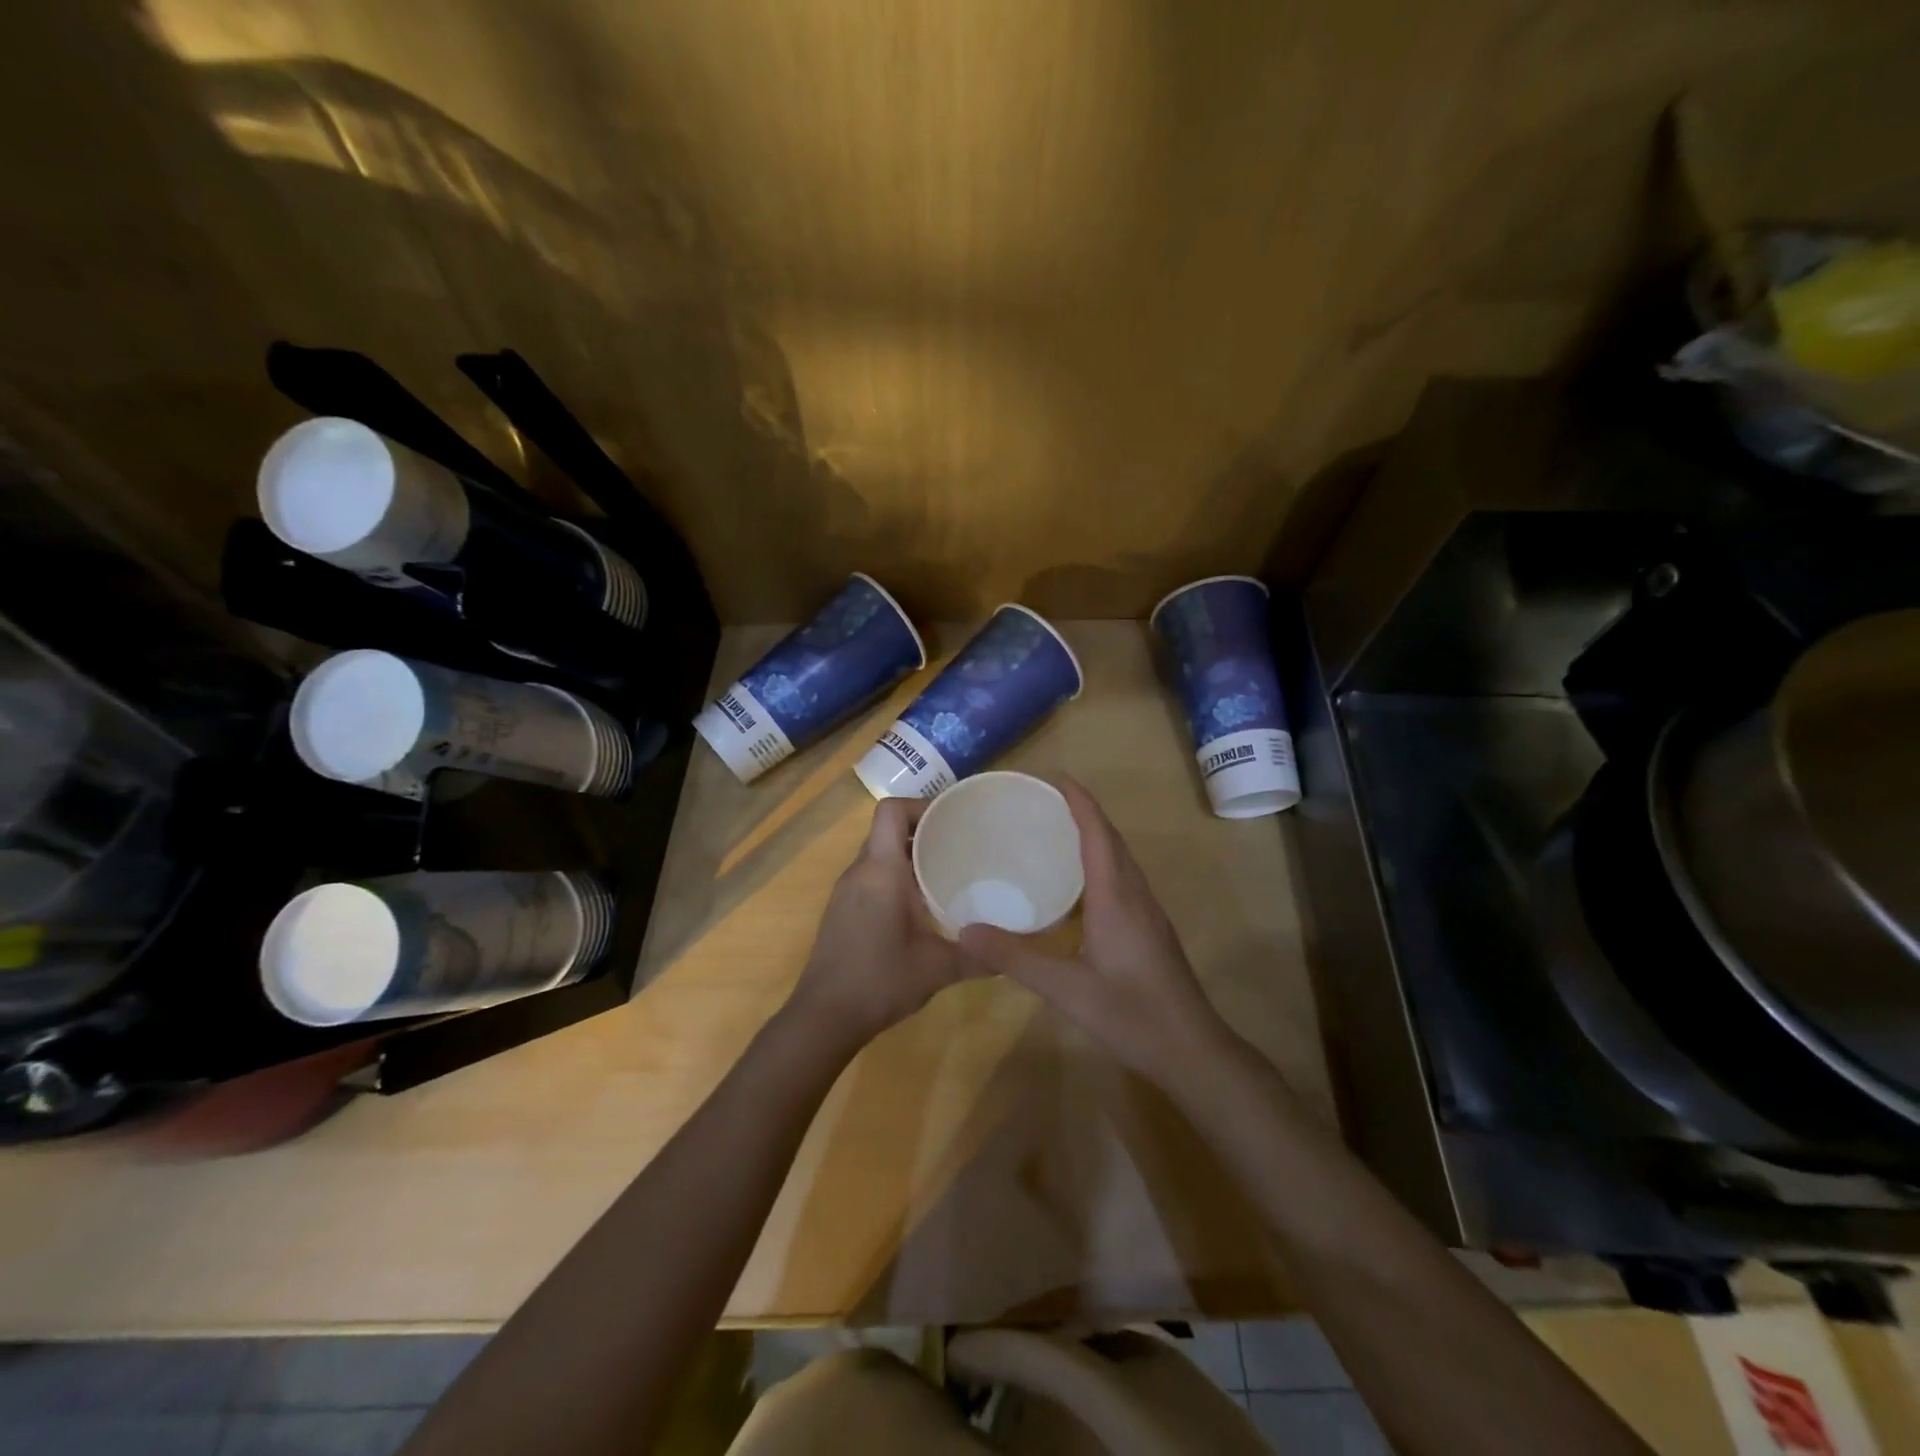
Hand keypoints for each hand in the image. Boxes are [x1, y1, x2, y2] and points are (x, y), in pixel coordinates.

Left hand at [787, 796, 973, 1049]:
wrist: (823, 1018)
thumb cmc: (879, 981)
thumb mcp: (938, 968)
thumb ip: (979, 956)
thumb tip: (1015, 952)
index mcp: (880, 871)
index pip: (891, 811)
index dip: (921, 806)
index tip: (952, 822)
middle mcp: (859, 871)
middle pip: (888, 829)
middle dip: (923, 831)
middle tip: (961, 845)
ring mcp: (846, 891)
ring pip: (879, 854)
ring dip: (910, 855)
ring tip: (947, 871)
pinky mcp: (842, 910)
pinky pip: (872, 876)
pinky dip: (896, 877)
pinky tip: (922, 905)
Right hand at [958, 778, 1230, 1085]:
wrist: (1192, 1051)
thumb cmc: (1131, 1014)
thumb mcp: (1066, 989)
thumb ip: (1016, 957)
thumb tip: (965, 930)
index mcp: (1116, 897)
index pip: (1097, 833)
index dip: (1079, 801)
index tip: (1055, 776)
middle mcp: (1135, 894)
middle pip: (1111, 839)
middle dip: (1083, 812)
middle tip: (1045, 801)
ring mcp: (1148, 912)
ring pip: (1120, 859)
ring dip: (1094, 836)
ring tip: (1057, 832)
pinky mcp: (1150, 930)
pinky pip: (1123, 879)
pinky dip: (1101, 863)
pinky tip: (1079, 885)